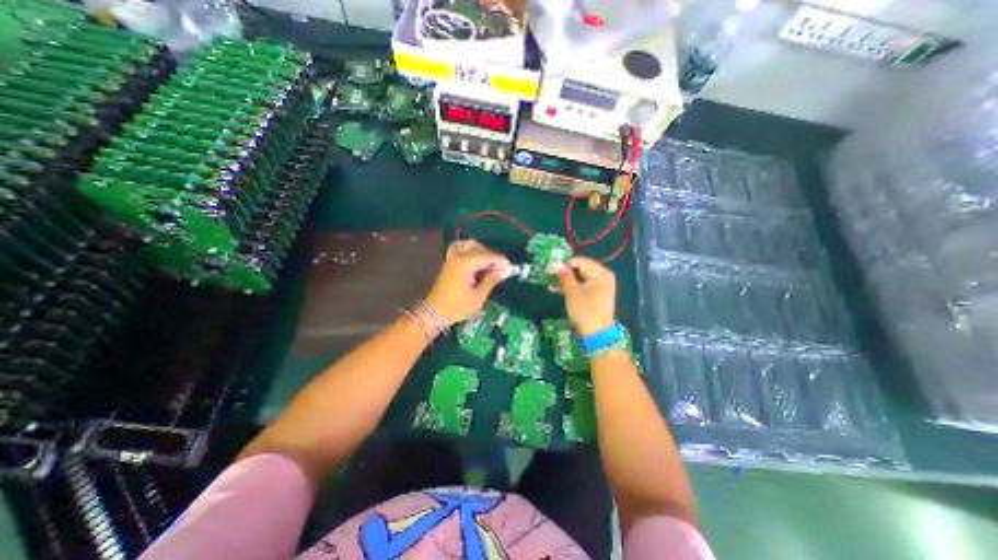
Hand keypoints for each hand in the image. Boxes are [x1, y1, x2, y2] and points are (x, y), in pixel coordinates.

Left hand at [425, 239, 510, 326]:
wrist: (434, 312)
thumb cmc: (458, 307)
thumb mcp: (478, 296)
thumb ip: (491, 280)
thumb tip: (505, 271)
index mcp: (466, 263)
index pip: (488, 256)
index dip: (501, 261)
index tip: (510, 268)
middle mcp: (459, 256)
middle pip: (480, 249)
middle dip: (493, 257)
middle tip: (501, 270)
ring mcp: (452, 258)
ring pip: (471, 246)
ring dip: (483, 253)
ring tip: (490, 267)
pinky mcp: (449, 262)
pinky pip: (462, 249)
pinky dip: (472, 252)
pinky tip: (477, 263)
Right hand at [553, 258, 616, 337]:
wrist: (596, 334)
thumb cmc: (585, 310)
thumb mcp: (572, 291)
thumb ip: (564, 275)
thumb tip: (555, 263)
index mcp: (601, 273)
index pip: (580, 261)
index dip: (565, 263)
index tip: (551, 267)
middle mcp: (602, 277)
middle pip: (580, 269)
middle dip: (564, 272)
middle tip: (548, 274)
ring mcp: (598, 286)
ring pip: (578, 278)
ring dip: (564, 280)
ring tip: (549, 281)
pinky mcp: (594, 295)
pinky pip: (580, 286)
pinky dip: (569, 287)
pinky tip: (555, 289)